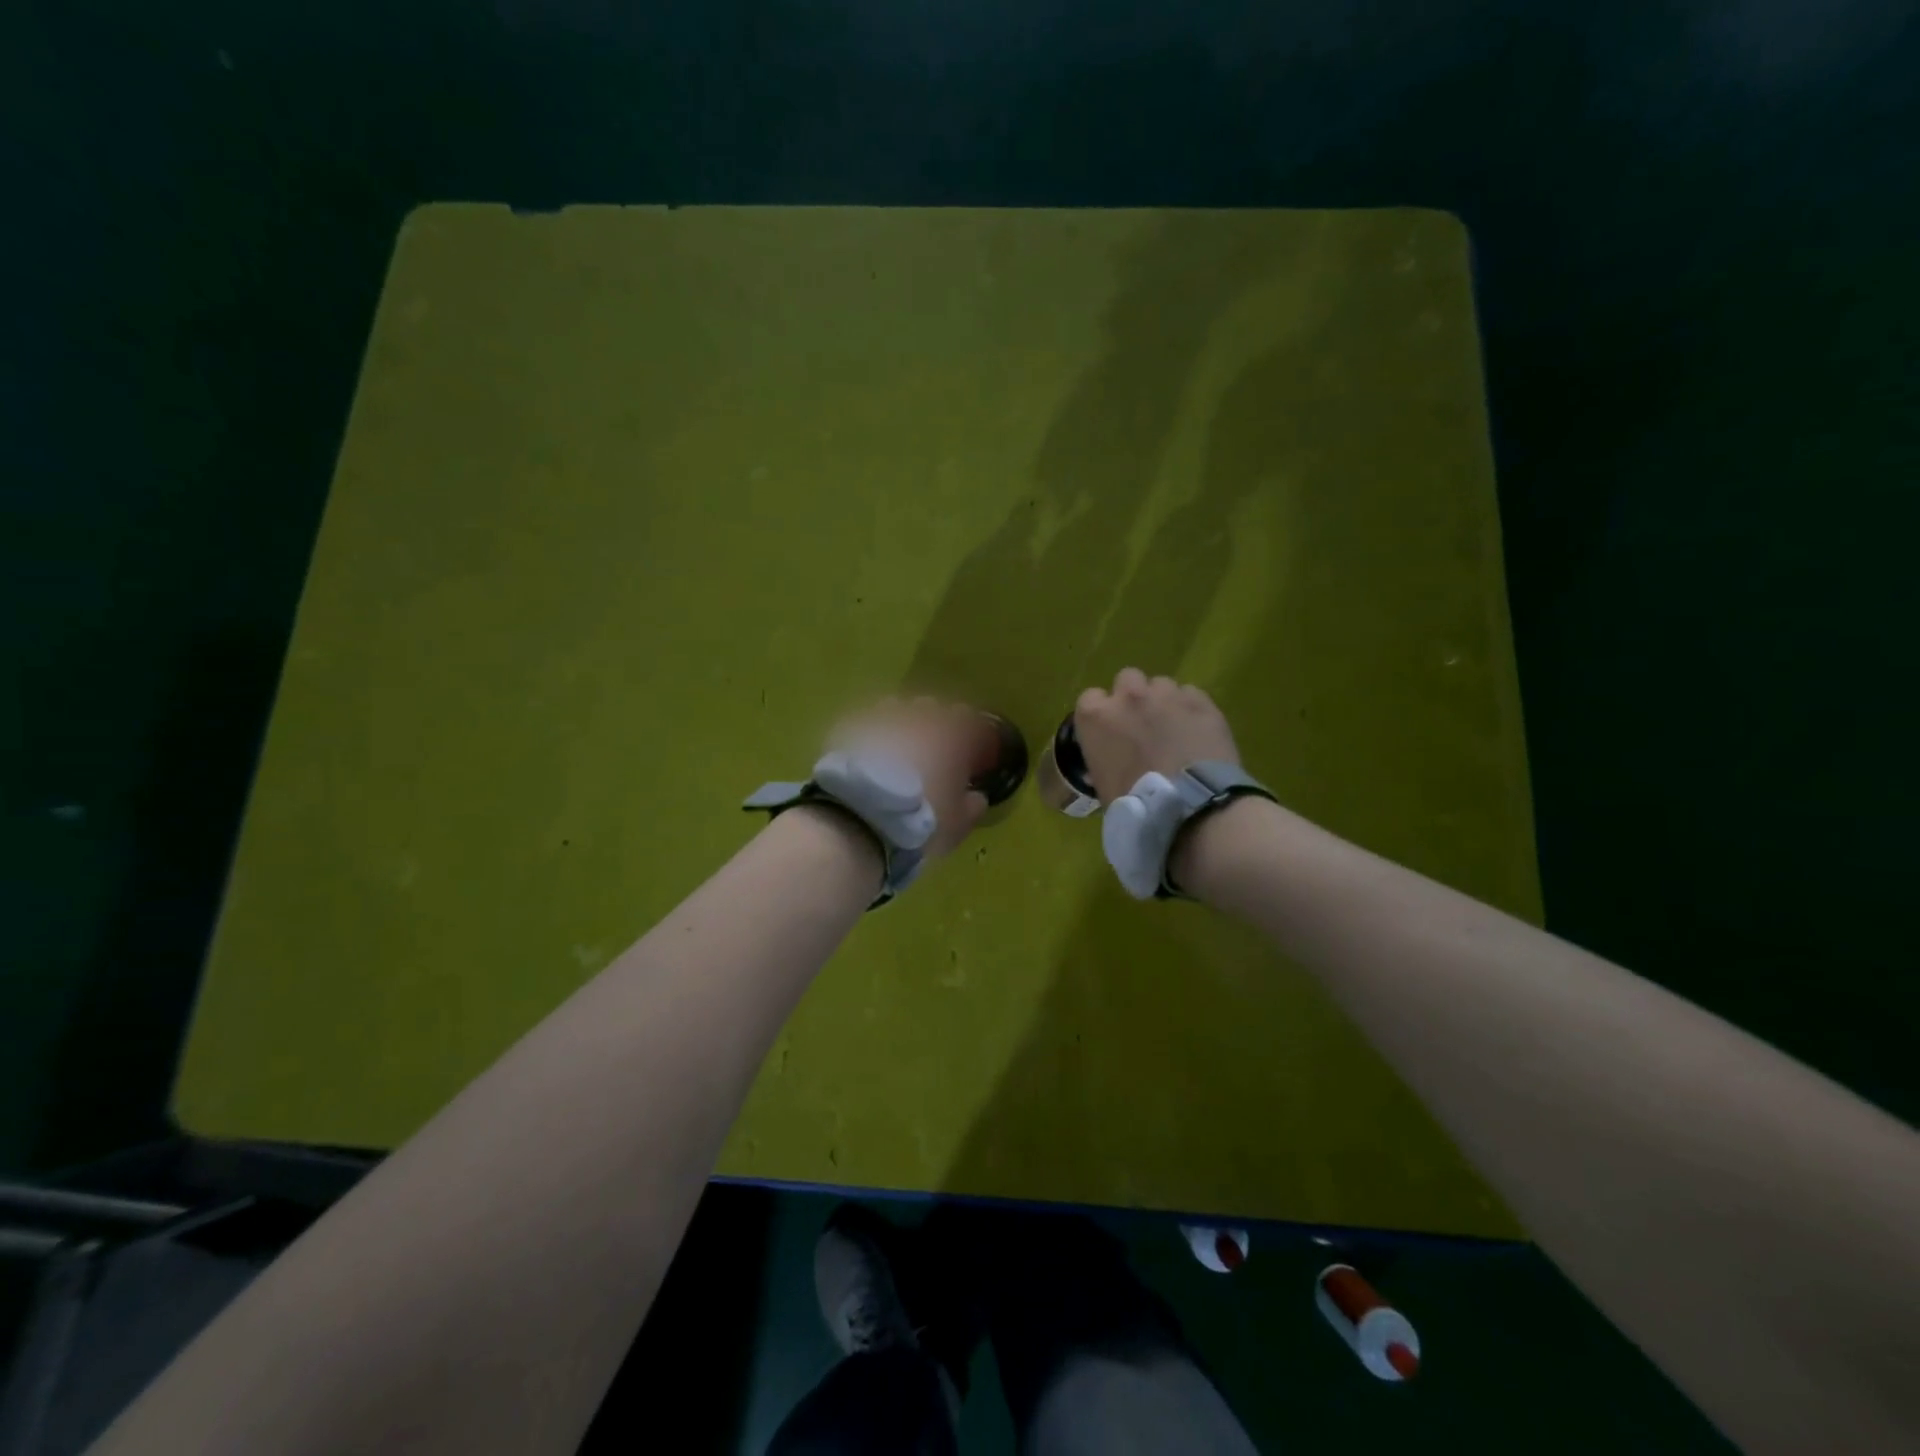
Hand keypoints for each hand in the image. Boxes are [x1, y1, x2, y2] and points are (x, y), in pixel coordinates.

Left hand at [826, 697, 990, 857]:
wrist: (859, 819)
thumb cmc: (919, 821)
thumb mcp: (958, 824)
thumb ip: (973, 806)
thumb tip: (977, 796)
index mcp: (953, 735)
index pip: (972, 721)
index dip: (973, 737)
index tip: (971, 754)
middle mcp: (920, 716)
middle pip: (933, 708)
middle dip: (935, 725)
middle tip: (932, 751)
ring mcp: (882, 717)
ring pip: (897, 709)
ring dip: (901, 724)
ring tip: (895, 751)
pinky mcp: (850, 725)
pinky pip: (866, 722)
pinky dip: (871, 734)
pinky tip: (866, 755)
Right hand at [1073, 668, 1241, 801]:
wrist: (1187, 807)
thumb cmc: (1134, 804)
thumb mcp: (1102, 783)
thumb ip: (1104, 758)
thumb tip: (1112, 761)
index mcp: (1096, 717)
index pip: (1090, 698)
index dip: (1102, 713)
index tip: (1110, 730)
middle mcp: (1128, 697)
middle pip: (1127, 679)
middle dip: (1134, 697)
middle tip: (1143, 723)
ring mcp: (1166, 695)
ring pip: (1162, 685)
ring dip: (1164, 701)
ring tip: (1175, 728)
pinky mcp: (1201, 702)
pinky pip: (1192, 695)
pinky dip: (1192, 709)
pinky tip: (1198, 732)